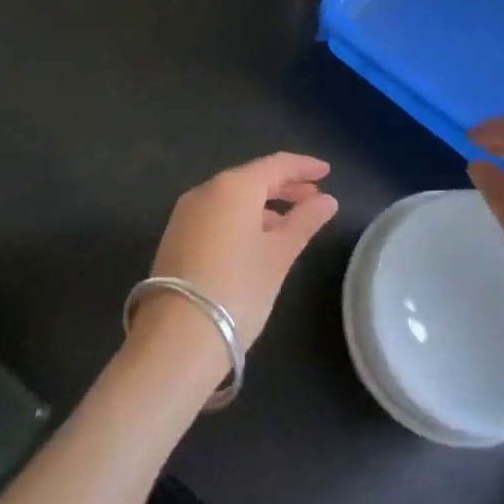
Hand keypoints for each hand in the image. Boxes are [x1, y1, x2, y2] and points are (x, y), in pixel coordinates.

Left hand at [137, 153, 337, 357]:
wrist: (176, 339)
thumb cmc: (238, 290)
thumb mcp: (279, 256)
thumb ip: (305, 221)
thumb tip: (328, 200)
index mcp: (234, 186)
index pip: (276, 164)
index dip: (304, 166)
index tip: (326, 171)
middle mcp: (207, 190)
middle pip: (253, 178)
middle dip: (285, 186)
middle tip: (314, 197)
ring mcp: (187, 213)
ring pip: (233, 197)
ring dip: (263, 204)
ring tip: (290, 222)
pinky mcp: (176, 236)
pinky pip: (217, 214)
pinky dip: (241, 218)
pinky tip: (257, 240)